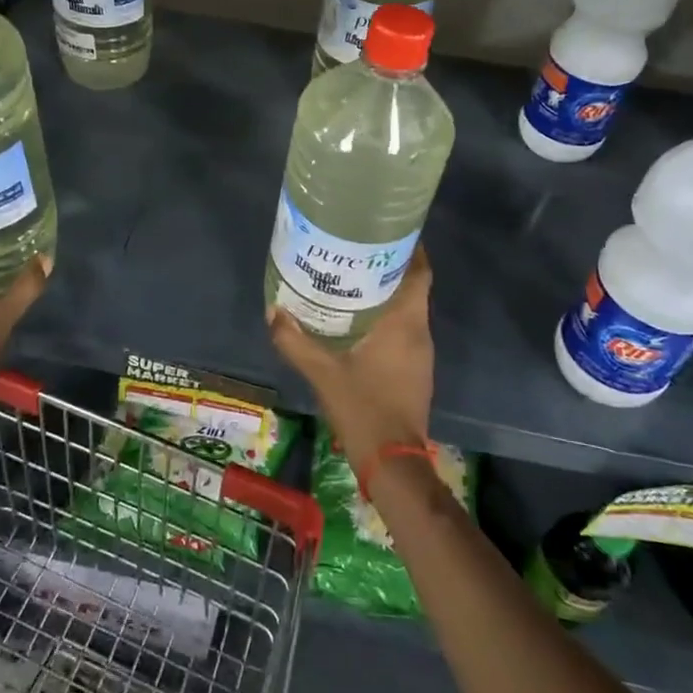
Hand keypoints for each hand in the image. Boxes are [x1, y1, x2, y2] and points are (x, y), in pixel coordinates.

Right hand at [267, 246, 434, 476]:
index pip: (420, 273)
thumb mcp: (323, 373)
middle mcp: (419, 333)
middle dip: (388, 267)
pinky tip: (358, 321)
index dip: (410, 249)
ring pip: (408, 310)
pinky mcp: (415, 371)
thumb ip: (295, 342)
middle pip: (412, 288)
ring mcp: (420, 354)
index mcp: (405, 323)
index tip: (388, 231)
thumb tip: (272, 311)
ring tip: (353, 280)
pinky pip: (404, 331)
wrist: (393, 461)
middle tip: (356, 252)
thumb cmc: (364, 408)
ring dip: (387, 293)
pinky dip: (386, 318)